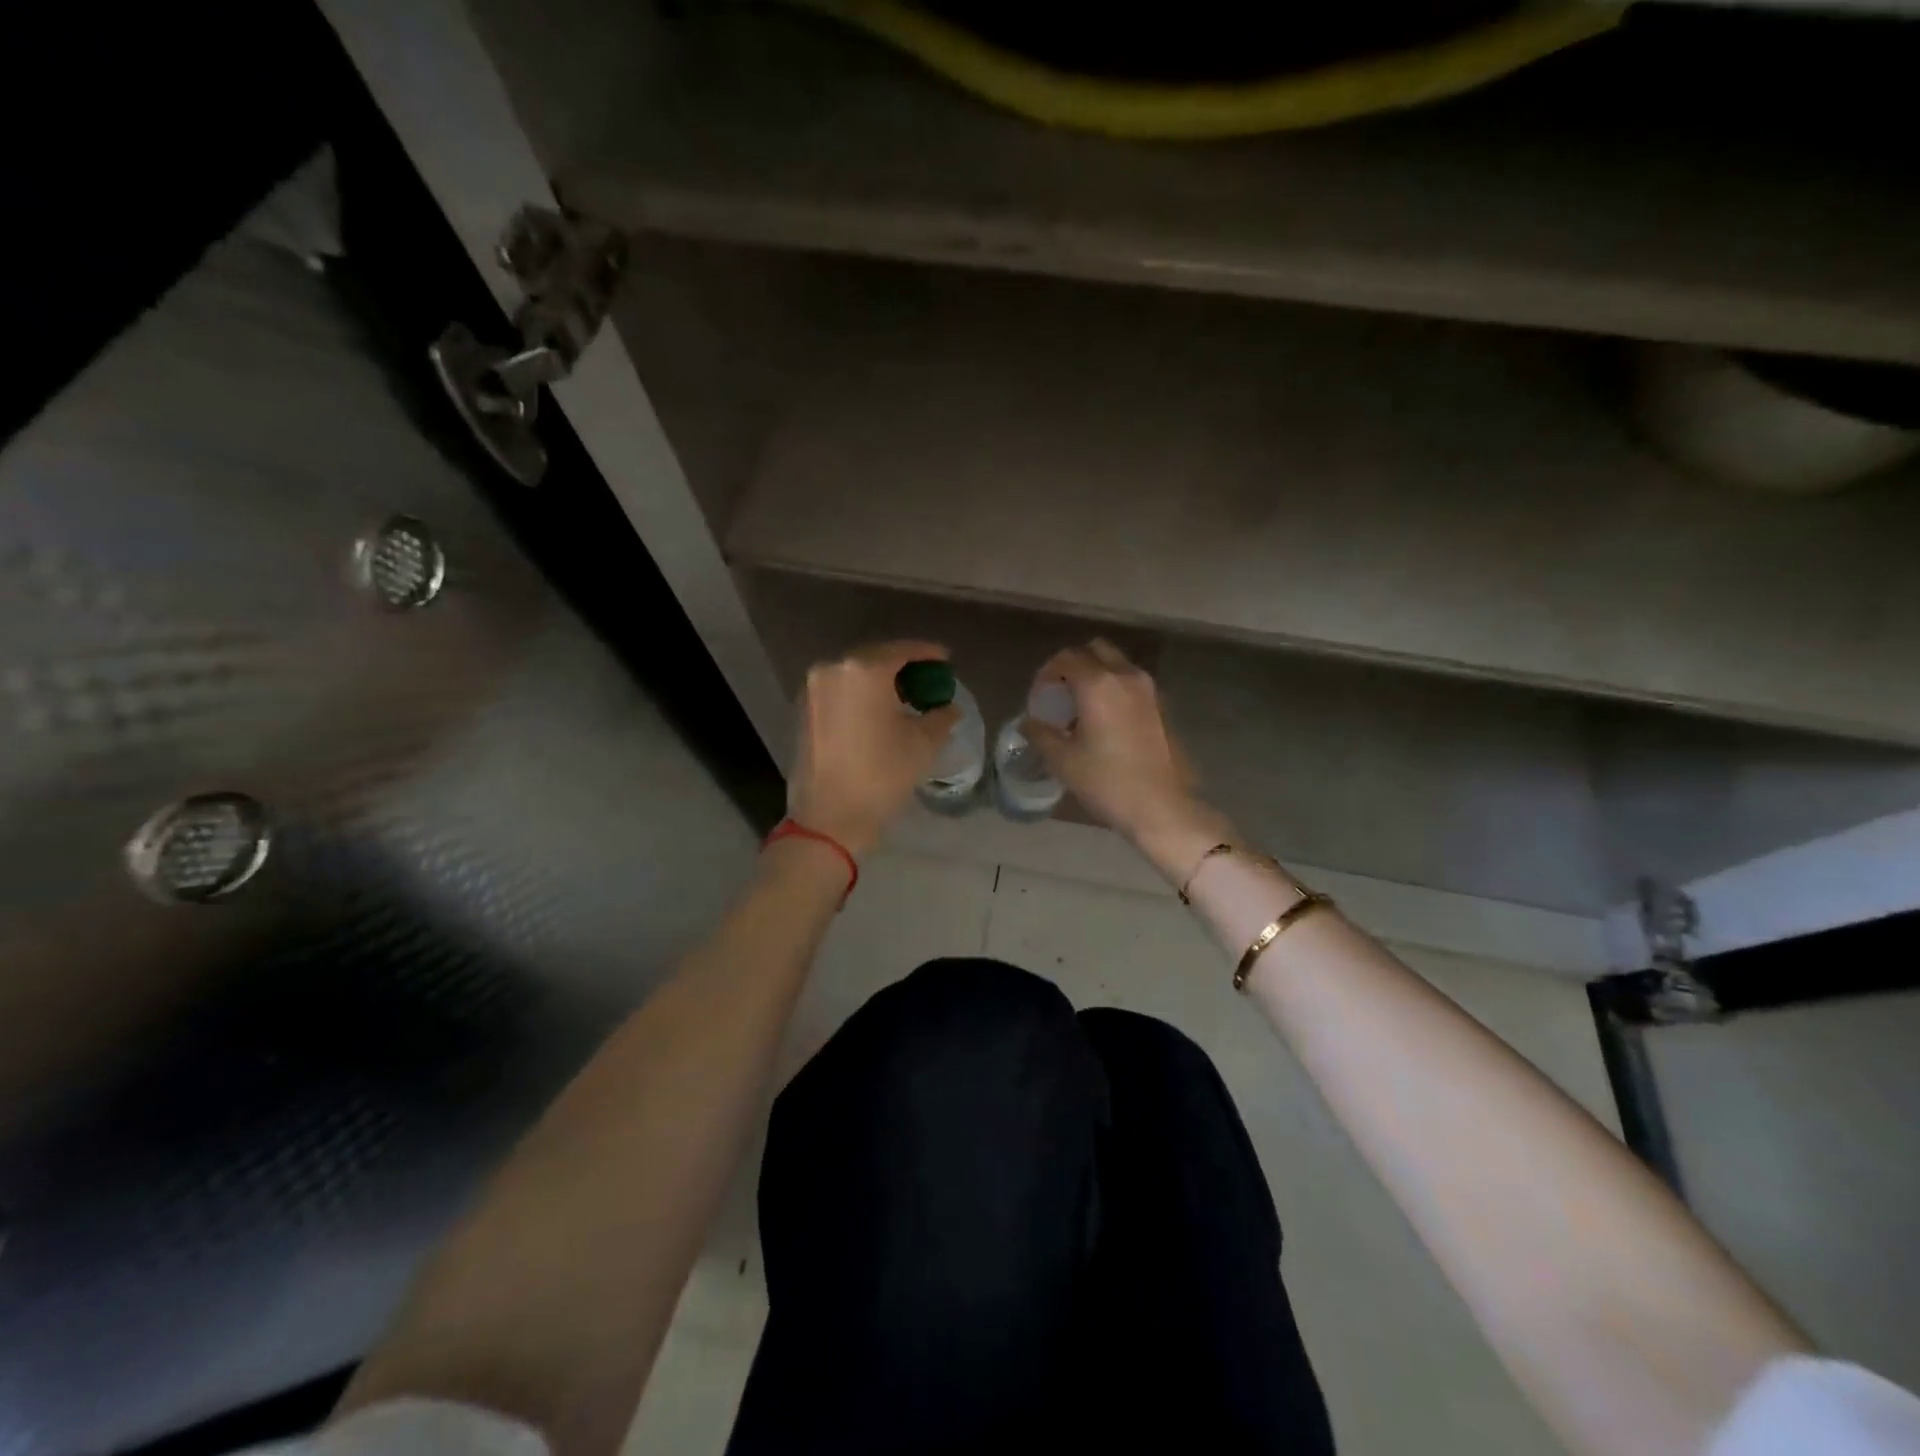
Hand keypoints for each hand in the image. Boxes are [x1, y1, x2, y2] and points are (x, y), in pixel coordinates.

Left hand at [787, 641, 959, 855]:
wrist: (828, 818)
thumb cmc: (881, 776)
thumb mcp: (923, 745)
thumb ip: (941, 716)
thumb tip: (948, 708)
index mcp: (864, 670)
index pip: (903, 650)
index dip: (928, 653)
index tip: (946, 660)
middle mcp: (833, 669)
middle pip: (876, 658)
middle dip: (903, 667)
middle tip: (927, 681)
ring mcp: (813, 689)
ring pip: (854, 674)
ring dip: (880, 681)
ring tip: (905, 698)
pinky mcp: (803, 710)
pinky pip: (839, 690)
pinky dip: (860, 694)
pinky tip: (877, 712)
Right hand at [1023, 639, 1216, 854]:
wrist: (1160, 806)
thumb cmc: (1106, 781)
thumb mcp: (1063, 760)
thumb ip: (1040, 734)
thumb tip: (1027, 723)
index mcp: (1098, 683)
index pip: (1066, 658)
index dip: (1047, 672)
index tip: (1039, 696)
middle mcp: (1125, 676)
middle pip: (1095, 650)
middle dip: (1074, 664)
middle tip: (1060, 693)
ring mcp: (1148, 689)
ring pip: (1117, 664)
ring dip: (1096, 674)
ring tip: (1081, 707)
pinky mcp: (1161, 706)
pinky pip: (1131, 682)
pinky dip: (1114, 688)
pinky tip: (1104, 719)